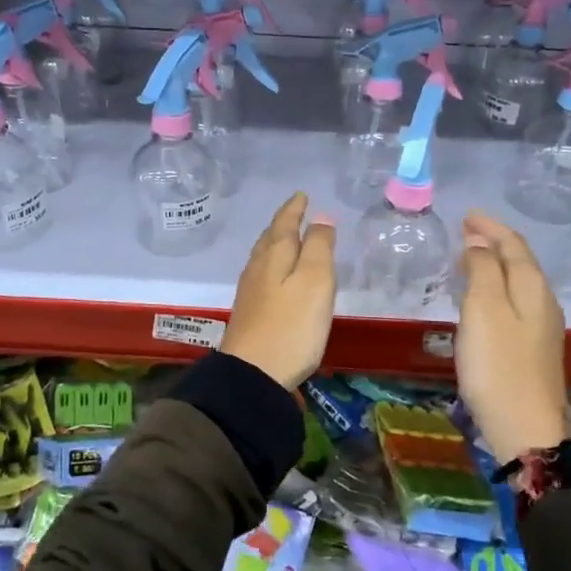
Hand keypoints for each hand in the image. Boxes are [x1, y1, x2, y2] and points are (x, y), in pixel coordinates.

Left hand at [222, 193, 337, 388]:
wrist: (254, 374)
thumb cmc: (292, 325)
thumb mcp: (315, 281)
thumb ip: (319, 247)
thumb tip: (321, 217)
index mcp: (275, 255)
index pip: (284, 223)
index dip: (294, 208)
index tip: (302, 195)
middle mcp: (258, 268)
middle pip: (270, 238)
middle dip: (283, 224)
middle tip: (294, 213)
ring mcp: (250, 292)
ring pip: (263, 257)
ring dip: (276, 243)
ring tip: (286, 239)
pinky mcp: (249, 313)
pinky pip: (262, 276)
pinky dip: (272, 265)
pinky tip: (276, 277)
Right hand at [456, 211, 570, 462]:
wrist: (526, 430)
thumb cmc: (498, 366)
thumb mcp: (483, 311)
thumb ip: (481, 272)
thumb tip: (478, 245)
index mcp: (533, 288)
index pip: (514, 245)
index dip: (490, 227)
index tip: (467, 215)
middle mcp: (544, 303)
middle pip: (520, 262)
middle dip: (494, 244)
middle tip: (465, 234)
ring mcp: (542, 329)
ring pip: (518, 284)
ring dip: (495, 267)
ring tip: (469, 261)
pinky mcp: (534, 351)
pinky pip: (515, 304)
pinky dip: (497, 290)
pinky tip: (483, 301)